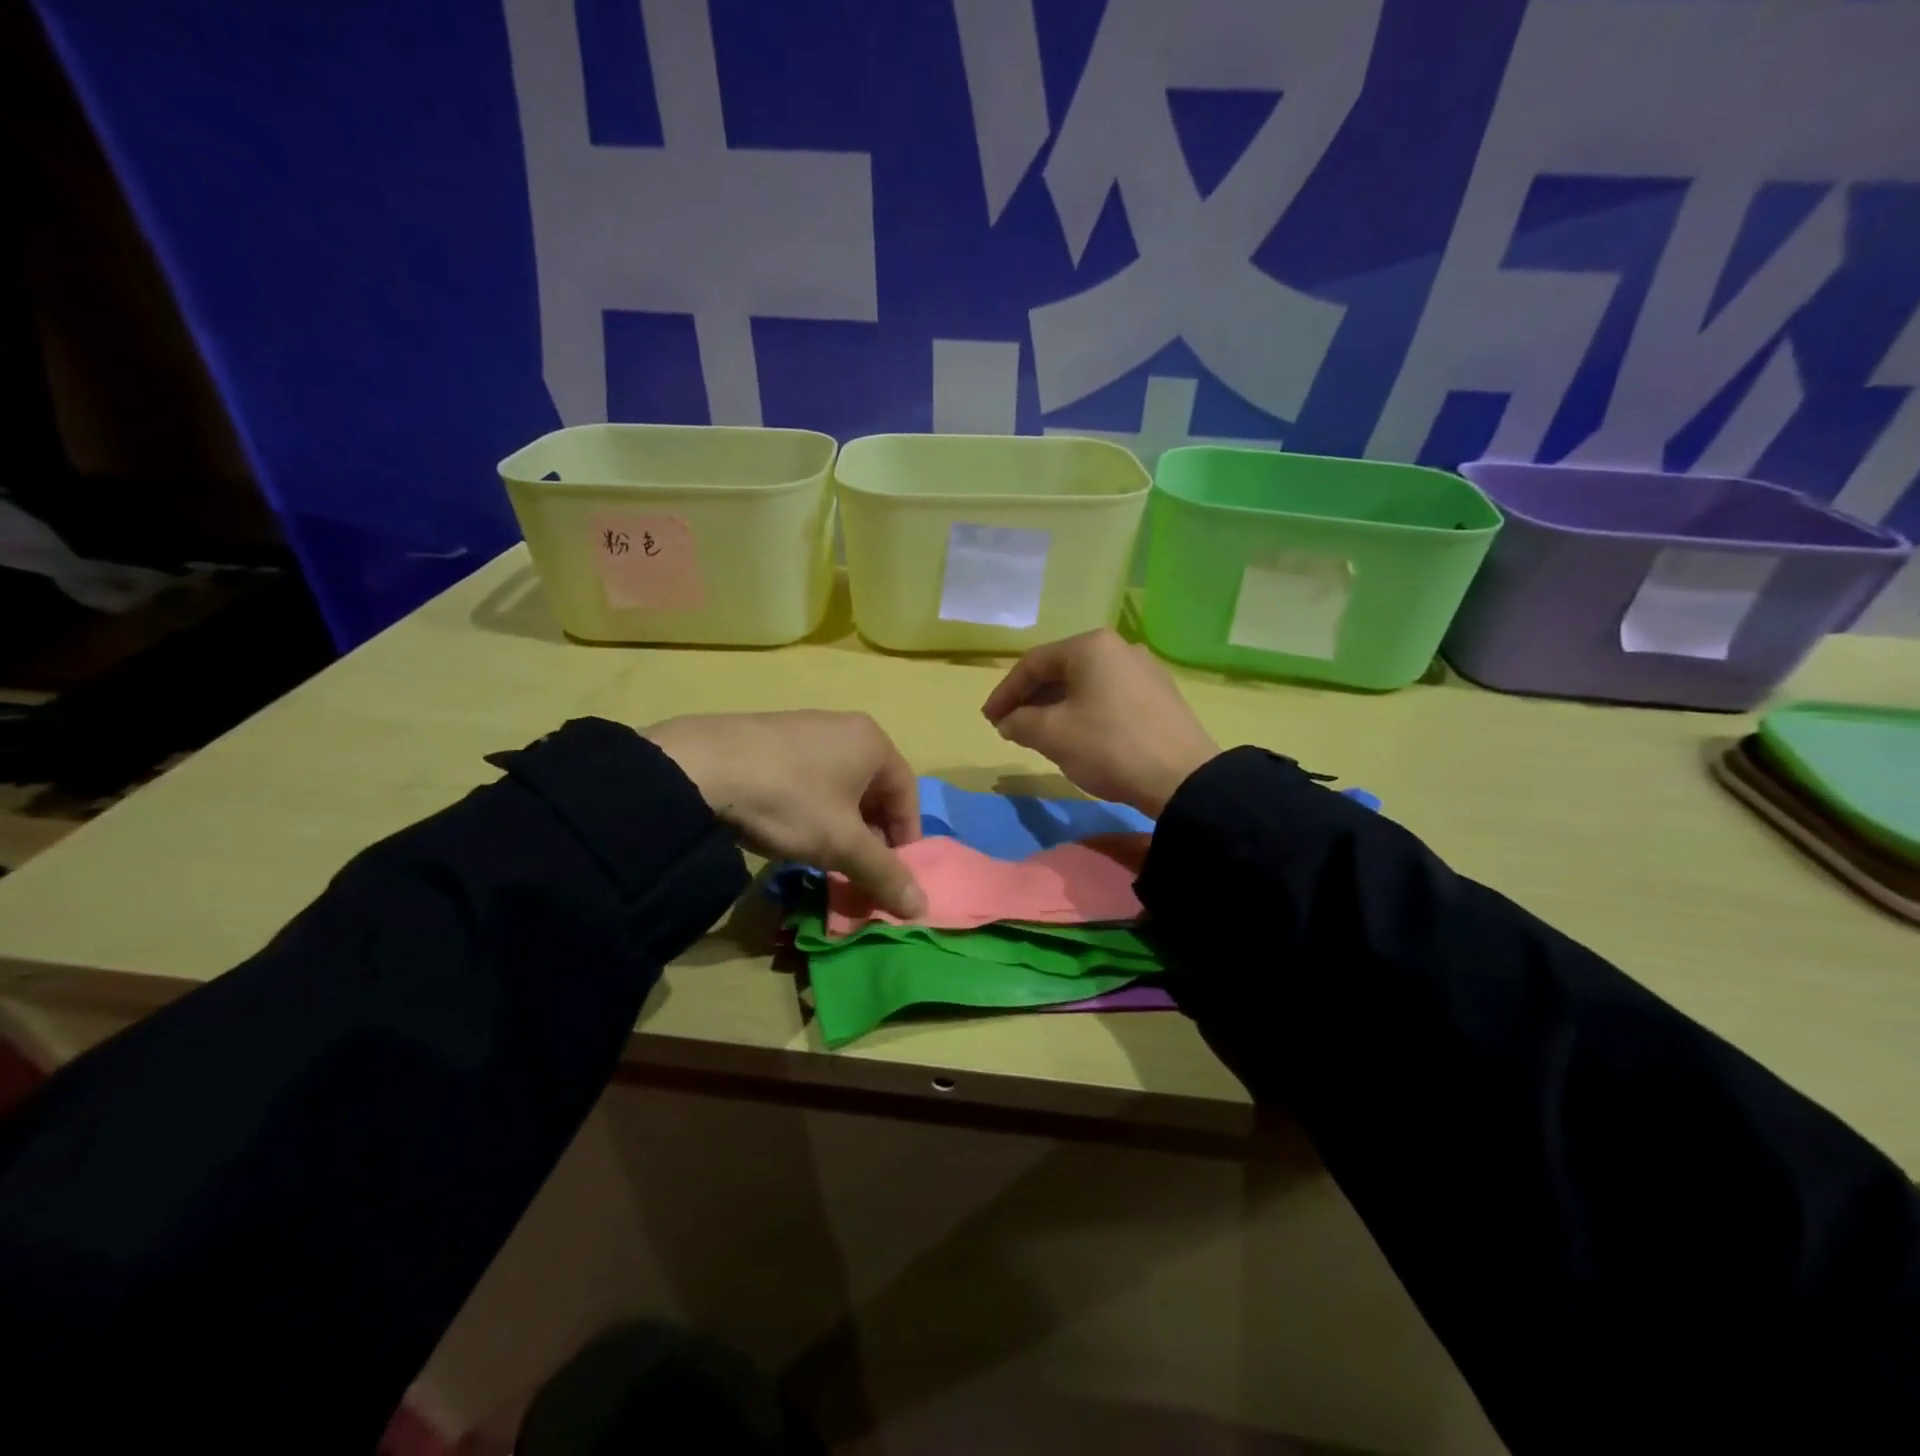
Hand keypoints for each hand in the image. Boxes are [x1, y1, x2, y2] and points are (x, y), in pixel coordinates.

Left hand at [645, 711, 925, 917]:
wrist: (699, 767)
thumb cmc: (789, 800)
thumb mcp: (842, 844)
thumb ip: (884, 874)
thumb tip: (921, 907)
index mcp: (872, 742)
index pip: (907, 795)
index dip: (906, 840)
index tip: (894, 876)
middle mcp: (843, 728)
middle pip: (872, 791)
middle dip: (871, 837)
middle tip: (858, 872)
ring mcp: (803, 729)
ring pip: (837, 788)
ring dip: (840, 827)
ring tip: (823, 858)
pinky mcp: (768, 740)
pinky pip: (806, 780)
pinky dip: (810, 811)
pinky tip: (788, 833)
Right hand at [981, 629, 1218, 816]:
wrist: (1182, 778)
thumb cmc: (1108, 746)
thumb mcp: (1052, 735)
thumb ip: (1020, 722)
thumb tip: (1009, 722)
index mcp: (1090, 646)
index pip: (1033, 663)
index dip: (1005, 692)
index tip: (989, 719)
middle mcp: (1119, 648)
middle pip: (1061, 670)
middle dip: (1031, 698)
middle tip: (1010, 725)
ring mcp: (1144, 670)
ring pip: (1086, 683)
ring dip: (1056, 706)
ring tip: (1038, 732)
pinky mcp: (1160, 695)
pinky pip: (1109, 696)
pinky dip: (1084, 710)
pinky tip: (1077, 734)